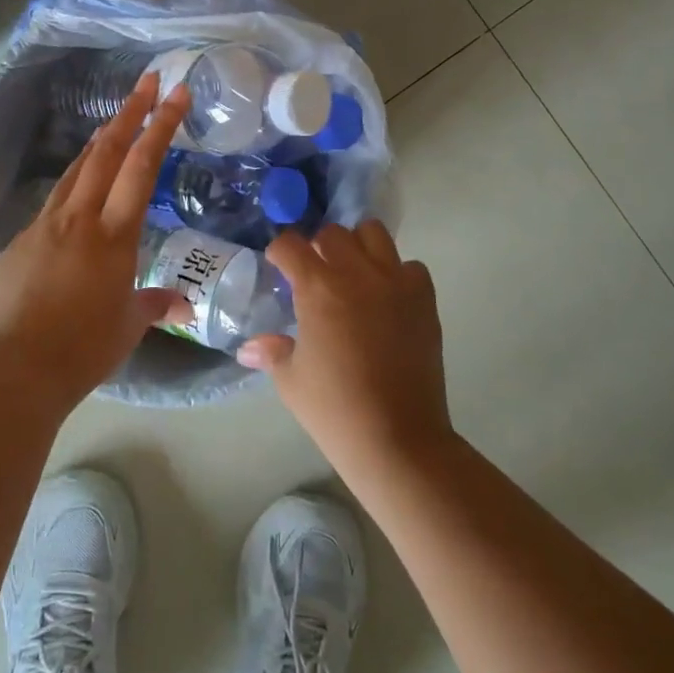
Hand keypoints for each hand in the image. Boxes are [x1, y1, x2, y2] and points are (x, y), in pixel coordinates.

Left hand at [0, 74, 191, 412]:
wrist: (19, 369)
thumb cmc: (85, 348)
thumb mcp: (129, 325)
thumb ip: (155, 303)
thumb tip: (182, 304)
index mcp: (114, 235)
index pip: (142, 167)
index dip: (160, 125)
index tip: (176, 94)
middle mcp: (79, 219)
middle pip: (106, 151)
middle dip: (129, 112)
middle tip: (148, 82)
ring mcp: (45, 226)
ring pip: (76, 170)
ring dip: (99, 142)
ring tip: (115, 122)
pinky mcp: (20, 242)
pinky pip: (53, 204)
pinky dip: (73, 187)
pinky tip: (77, 197)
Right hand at [239, 221, 453, 477]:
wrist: (398, 439)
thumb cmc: (335, 410)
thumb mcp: (291, 380)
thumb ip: (271, 352)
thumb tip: (249, 348)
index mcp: (318, 288)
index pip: (290, 245)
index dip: (280, 252)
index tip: (278, 267)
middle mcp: (357, 274)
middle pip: (333, 232)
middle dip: (318, 246)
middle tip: (315, 273)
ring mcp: (395, 283)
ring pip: (374, 234)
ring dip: (358, 247)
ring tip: (353, 275)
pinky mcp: (424, 300)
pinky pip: (410, 267)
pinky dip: (397, 274)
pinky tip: (387, 299)